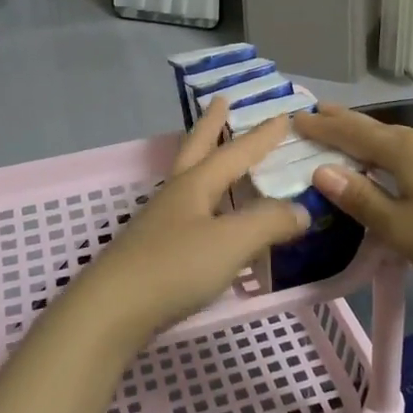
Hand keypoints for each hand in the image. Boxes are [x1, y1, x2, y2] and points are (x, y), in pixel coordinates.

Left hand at [58, 100, 310, 352]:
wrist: (112, 311)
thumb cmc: (174, 267)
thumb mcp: (231, 242)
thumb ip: (268, 223)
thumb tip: (300, 210)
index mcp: (195, 185)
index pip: (235, 153)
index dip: (261, 137)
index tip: (282, 116)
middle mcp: (176, 195)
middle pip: (196, 149)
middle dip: (211, 125)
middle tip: (221, 101)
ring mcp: (160, 222)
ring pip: (188, 179)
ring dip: (204, 159)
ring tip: (216, 153)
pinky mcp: (153, 250)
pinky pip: (188, 212)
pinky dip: (204, 200)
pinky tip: (207, 216)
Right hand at [293, 105, 412, 315]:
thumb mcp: (400, 228)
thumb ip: (359, 198)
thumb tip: (322, 171)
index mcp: (403, 149)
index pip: (350, 132)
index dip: (321, 126)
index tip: (295, 117)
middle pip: (377, 131)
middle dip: (347, 126)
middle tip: (320, 115)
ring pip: (404, 147)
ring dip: (378, 151)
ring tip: (360, 158)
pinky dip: (406, 170)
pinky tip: (411, 199)